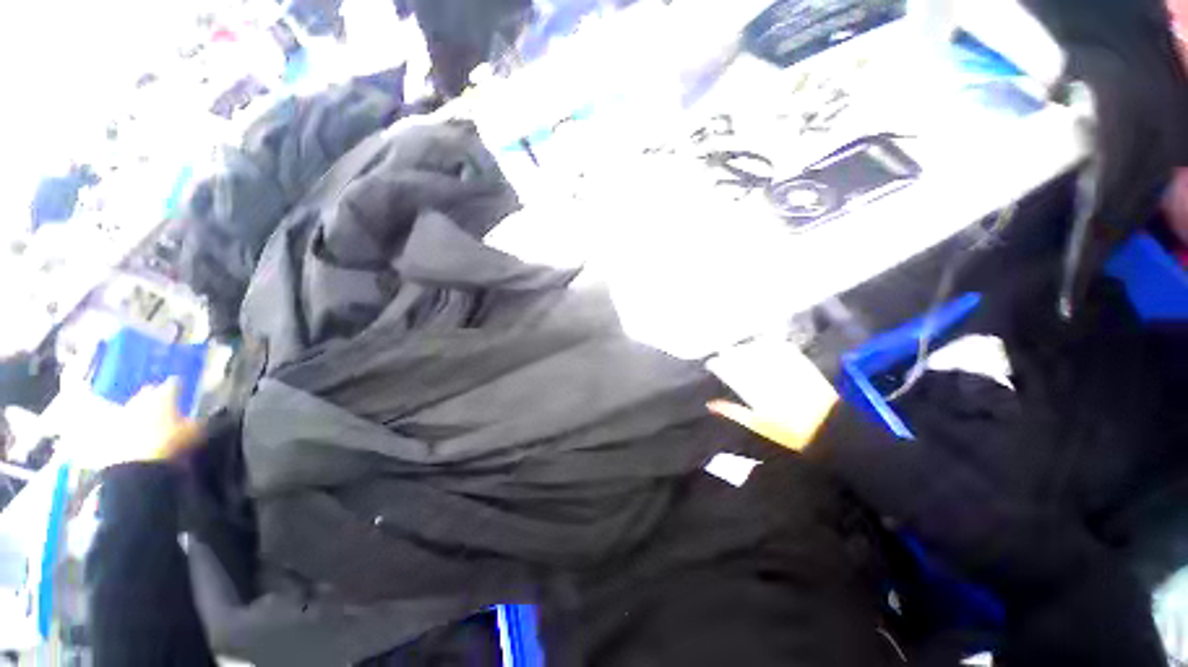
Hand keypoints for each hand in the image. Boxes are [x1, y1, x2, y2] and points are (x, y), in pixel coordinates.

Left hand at [121, 377, 201, 461]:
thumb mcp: (195, 432)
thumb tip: (209, 414)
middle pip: (149, 391)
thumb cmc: (171, 443)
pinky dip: (131, 424)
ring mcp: (124, 412)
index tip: (183, 388)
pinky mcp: (113, 428)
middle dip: (156, 394)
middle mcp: (143, 398)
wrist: (136, 465)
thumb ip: (201, 420)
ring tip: (151, 418)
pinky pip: (123, 421)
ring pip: (134, 405)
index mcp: (165, 394)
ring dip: (142, 409)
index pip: (174, 383)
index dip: (180, 385)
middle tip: (165, 401)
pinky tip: (137, 432)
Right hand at [705, 338, 838, 451]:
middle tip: (724, 352)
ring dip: (749, 347)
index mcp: (757, 394)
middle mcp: (770, 378)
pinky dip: (771, 343)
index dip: (720, 365)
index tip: (713, 362)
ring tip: (741, 347)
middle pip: (745, 359)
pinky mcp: (802, 365)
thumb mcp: (758, 425)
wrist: (830, 429)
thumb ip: (734, 412)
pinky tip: (764, 342)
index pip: (732, 373)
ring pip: (762, 351)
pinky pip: (783, 349)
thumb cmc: (791, 432)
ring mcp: (787, 370)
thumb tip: (712, 404)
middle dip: (731, 353)